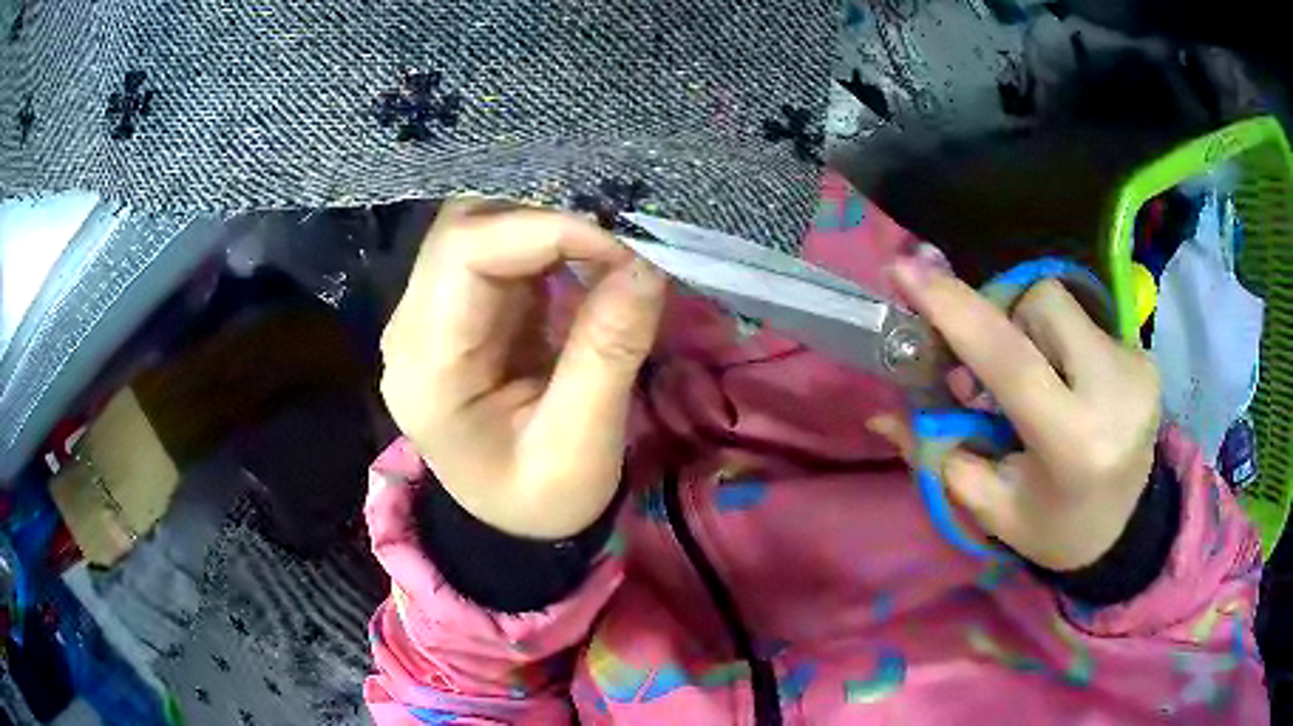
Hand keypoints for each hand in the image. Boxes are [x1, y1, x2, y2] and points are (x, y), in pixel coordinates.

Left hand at [379, 200, 666, 538]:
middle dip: (547, 216)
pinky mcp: (464, 309)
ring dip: (549, 223)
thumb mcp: (579, 445)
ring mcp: (434, 312)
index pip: (464, 252)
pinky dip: (549, 241)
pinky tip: (590, 254)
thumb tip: (646, 263)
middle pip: (464, 226)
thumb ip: (608, 352)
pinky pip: (500, 249)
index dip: (546, 229)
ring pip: (482, 226)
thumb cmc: (539, 498)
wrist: (512, 519)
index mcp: (425, 365)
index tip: (623, 248)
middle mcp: (413, 325)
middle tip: (621, 234)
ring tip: (612, 240)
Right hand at [875, 261, 1161, 570]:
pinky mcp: (1146, 356)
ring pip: (1062, 304)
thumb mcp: (991, 506)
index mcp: (1075, 445)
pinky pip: (1085, 320)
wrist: (1123, 530)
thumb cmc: (1052, 528)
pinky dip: (1061, 342)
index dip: (958, 312)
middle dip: (1005, 322)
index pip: (1013, 362)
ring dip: (1033, 332)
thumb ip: (939, 454)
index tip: (906, 271)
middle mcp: (1116, 394)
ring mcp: (1138, 368)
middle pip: (1041, 303)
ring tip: (1035, 382)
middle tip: (990, 374)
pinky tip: (1067, 384)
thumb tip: (881, 414)